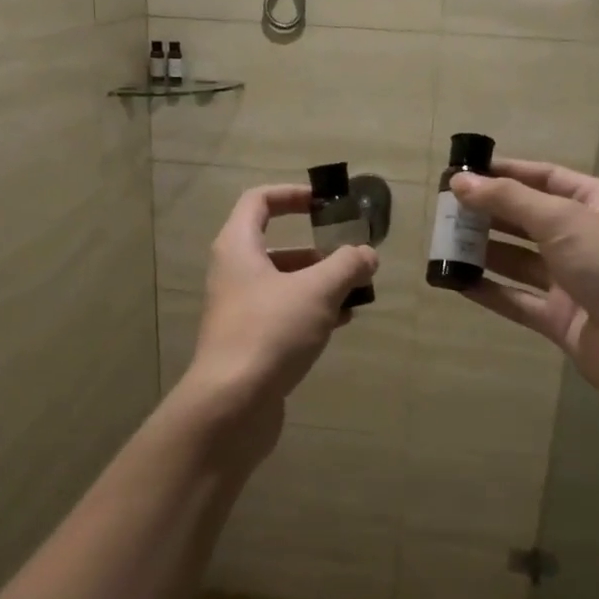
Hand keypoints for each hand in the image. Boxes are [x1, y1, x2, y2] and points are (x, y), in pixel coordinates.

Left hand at [184, 184, 378, 423]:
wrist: (232, 403)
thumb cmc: (271, 331)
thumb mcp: (317, 291)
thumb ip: (347, 266)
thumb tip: (366, 254)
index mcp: (238, 248)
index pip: (259, 202)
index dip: (292, 195)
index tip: (325, 203)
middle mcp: (233, 274)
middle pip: (276, 247)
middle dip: (318, 250)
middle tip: (351, 256)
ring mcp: (240, 310)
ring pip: (284, 284)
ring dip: (320, 283)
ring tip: (357, 292)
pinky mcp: (250, 342)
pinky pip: (284, 314)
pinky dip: (312, 311)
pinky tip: (342, 321)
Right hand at [449, 159, 598, 422]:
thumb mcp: (563, 221)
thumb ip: (509, 201)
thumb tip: (460, 183)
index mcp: (596, 204)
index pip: (545, 178)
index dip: (504, 173)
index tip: (462, 173)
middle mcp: (584, 238)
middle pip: (527, 219)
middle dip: (488, 212)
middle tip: (443, 210)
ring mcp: (572, 281)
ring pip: (518, 260)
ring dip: (483, 251)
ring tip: (441, 243)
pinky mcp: (560, 318)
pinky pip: (516, 299)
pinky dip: (487, 290)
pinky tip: (454, 282)